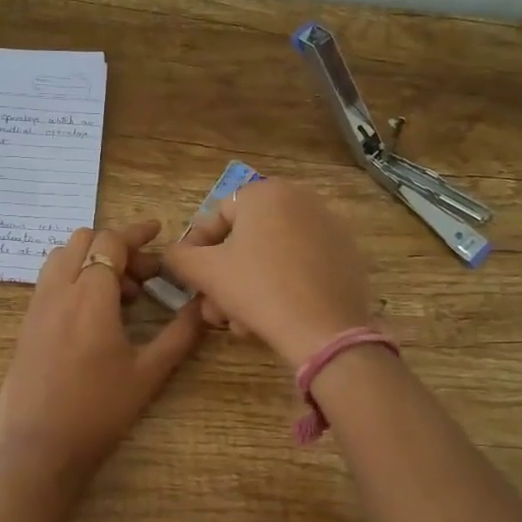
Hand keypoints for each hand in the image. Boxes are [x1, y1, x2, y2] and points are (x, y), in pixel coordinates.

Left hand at [0, 219, 205, 479]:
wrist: (39, 447)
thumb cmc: (99, 410)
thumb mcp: (148, 373)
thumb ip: (179, 334)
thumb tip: (204, 305)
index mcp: (90, 296)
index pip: (110, 242)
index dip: (136, 232)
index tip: (157, 232)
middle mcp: (58, 291)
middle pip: (83, 240)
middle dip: (115, 246)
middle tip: (143, 275)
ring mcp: (37, 306)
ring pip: (61, 257)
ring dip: (91, 260)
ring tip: (119, 294)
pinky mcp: (26, 324)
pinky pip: (50, 281)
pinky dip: (73, 277)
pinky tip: (93, 313)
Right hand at [160, 178, 373, 365]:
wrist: (324, 329)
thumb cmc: (257, 289)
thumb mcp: (205, 272)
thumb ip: (179, 257)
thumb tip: (175, 254)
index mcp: (266, 192)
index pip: (218, 216)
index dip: (198, 250)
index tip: (193, 280)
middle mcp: (300, 199)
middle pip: (247, 239)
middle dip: (225, 277)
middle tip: (215, 309)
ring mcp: (328, 227)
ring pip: (272, 256)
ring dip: (248, 287)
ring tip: (240, 323)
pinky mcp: (346, 255)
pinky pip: (301, 265)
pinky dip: (282, 286)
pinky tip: (272, 316)